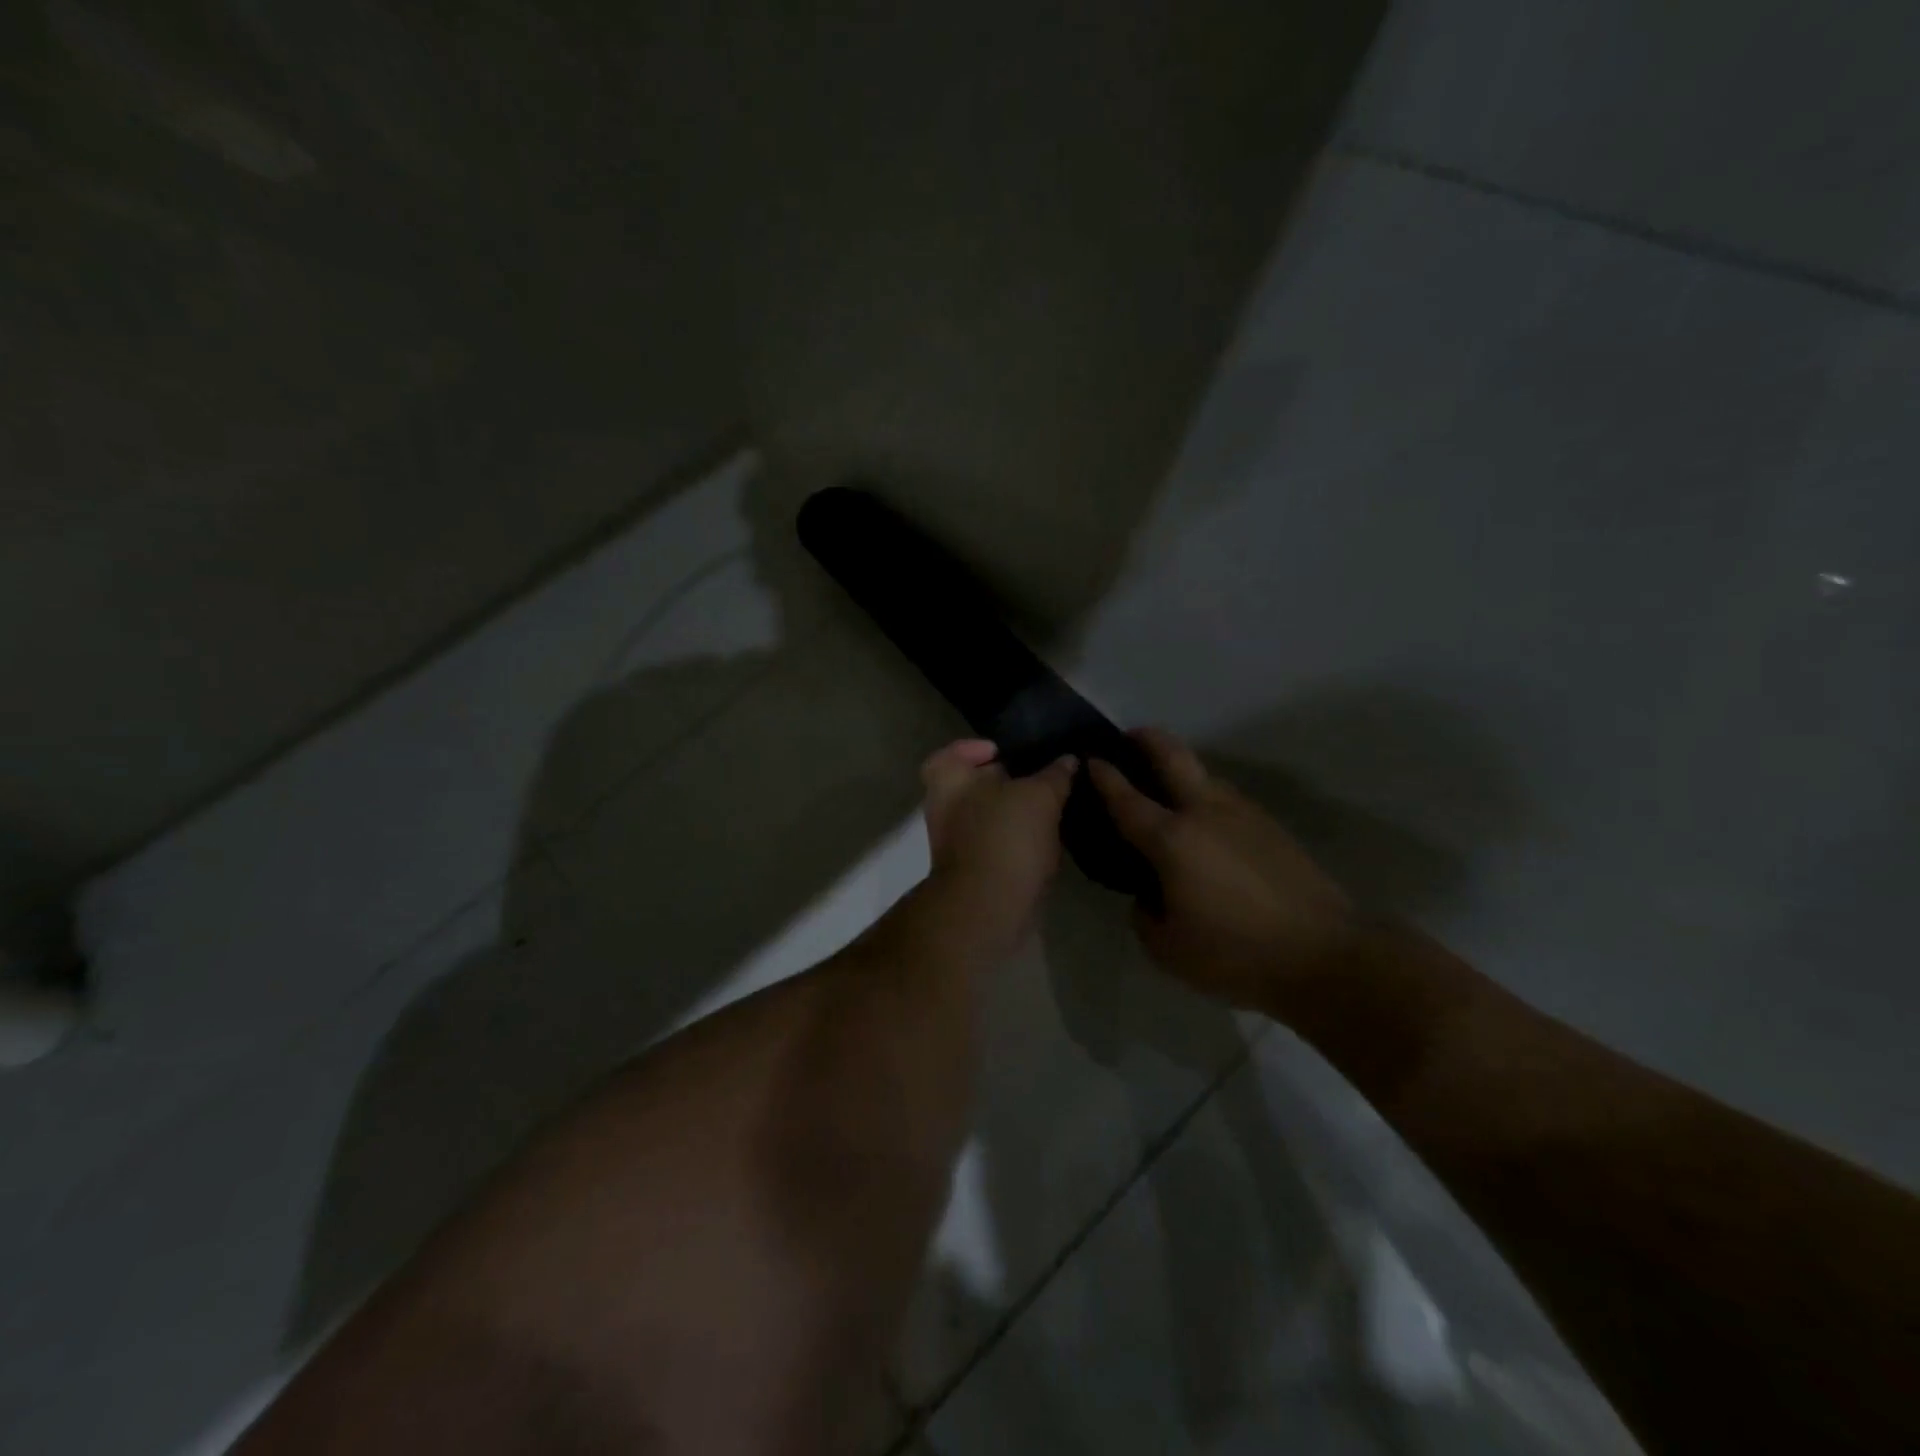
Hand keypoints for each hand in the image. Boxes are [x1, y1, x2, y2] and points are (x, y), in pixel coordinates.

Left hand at [921, 739, 1076, 945]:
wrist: (989, 907)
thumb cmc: (1006, 837)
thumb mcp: (1040, 796)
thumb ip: (1054, 775)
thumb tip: (1068, 760)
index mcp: (949, 780)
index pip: (952, 753)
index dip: (975, 748)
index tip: (1005, 752)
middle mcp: (945, 809)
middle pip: (973, 785)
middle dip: (1005, 781)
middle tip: (1041, 778)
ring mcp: (957, 843)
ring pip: (988, 817)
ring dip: (1016, 813)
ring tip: (1053, 808)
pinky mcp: (975, 870)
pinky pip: (997, 845)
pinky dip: (1018, 841)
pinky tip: (1049, 840)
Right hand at [1089, 729, 1354, 1015]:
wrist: (1324, 954)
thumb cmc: (1235, 953)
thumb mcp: (1168, 949)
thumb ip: (1144, 916)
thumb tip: (1149, 895)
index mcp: (1171, 839)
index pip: (1126, 798)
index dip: (1104, 776)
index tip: (1090, 759)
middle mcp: (1204, 813)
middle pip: (1172, 756)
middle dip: (1147, 739)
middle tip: (1130, 736)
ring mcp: (1243, 814)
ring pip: (1205, 774)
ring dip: (1181, 768)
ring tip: (1167, 785)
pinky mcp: (1271, 827)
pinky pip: (1227, 799)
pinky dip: (1207, 797)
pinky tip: (1207, 823)